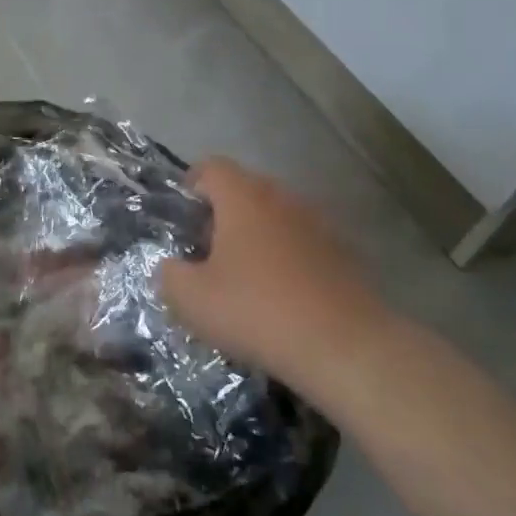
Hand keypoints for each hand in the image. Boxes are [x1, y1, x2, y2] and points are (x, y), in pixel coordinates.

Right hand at [160, 158, 389, 399]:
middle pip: (244, 189)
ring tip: (244, 277)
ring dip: (257, 236)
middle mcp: (282, 197)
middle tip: (207, 252)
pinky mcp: (344, 252)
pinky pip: (303, 243)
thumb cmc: (258, 311)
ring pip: (276, 216)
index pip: (211, 167)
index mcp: (243, 197)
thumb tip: (173, 266)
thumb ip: (169, 274)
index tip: (182, 219)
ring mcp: (318, 223)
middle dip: (222, 214)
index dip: (191, 186)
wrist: (347, 347)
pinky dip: (287, 258)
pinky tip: (282, 296)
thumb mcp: (192, 299)